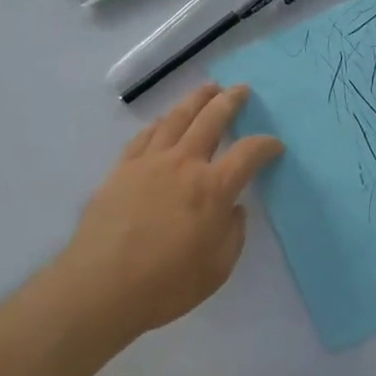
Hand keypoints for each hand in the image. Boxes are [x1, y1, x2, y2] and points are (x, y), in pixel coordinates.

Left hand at [57, 84, 283, 339]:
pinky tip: (165, 121)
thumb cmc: (165, 284)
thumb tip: (234, 210)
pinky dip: (160, 123)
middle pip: (211, 119)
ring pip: (177, 118)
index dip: (266, 145)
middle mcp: (184, 164)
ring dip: (196, 100)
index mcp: (213, 188)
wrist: (100, 286)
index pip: (248, 154)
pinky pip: (145, 136)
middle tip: (241, 89)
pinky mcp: (122, 169)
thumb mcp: (217, 269)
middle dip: (230, 101)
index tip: (275, 145)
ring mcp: (150, 162)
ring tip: (208, 88)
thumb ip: (232, 234)